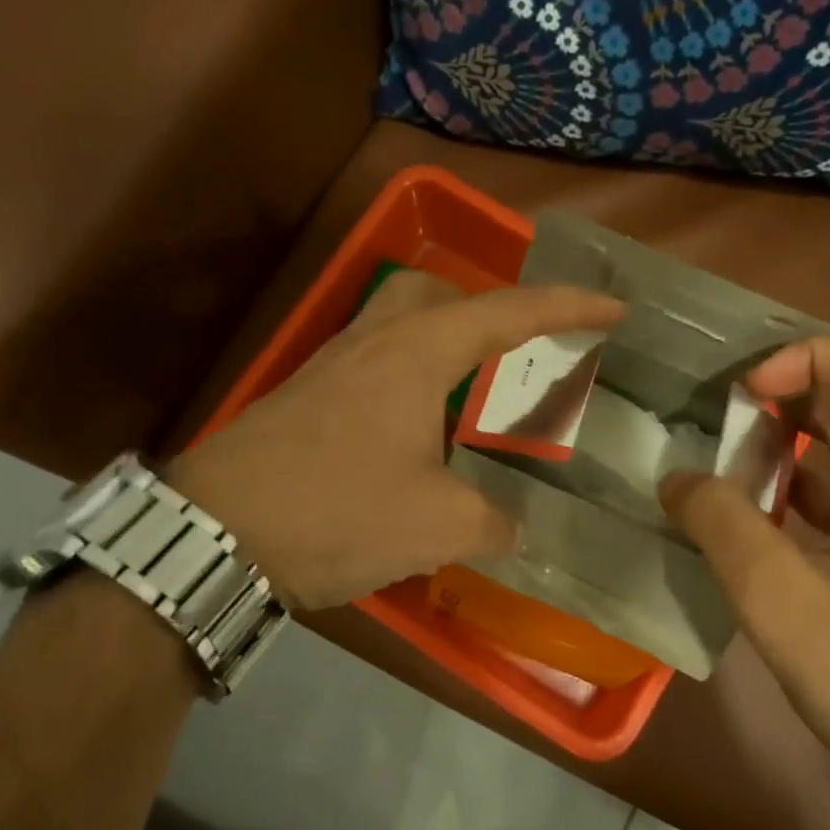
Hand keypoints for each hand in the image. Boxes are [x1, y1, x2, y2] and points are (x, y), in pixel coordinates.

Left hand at [170, 271, 623, 610]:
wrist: (214, 534)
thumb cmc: (338, 511)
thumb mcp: (439, 525)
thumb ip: (492, 522)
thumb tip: (510, 527)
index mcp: (416, 353)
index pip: (508, 312)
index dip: (569, 307)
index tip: (615, 308)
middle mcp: (371, 344)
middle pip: (438, 295)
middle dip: (488, 311)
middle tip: (516, 354)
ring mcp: (328, 370)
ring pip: (398, 330)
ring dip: (444, 352)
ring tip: (470, 406)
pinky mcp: (301, 403)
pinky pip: (370, 372)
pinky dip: (408, 389)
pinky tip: (413, 442)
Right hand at [659, 335, 829, 822]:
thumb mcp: (780, 600)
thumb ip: (722, 526)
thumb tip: (677, 479)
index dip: (805, 357)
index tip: (744, 394)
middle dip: (781, 400)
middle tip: (710, 423)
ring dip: (780, 454)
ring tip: (711, 473)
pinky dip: (792, 501)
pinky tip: (743, 531)